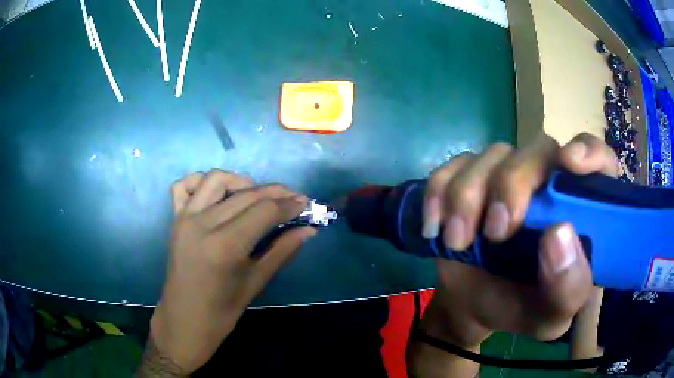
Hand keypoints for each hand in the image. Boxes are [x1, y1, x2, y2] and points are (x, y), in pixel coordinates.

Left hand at [142, 170, 316, 374]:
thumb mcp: (255, 283)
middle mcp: (202, 223)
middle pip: (246, 194)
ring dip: (242, 182)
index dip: (288, 205)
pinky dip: (203, 182)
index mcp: (224, 246)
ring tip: (258, 197)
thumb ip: (282, 251)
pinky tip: (219, 195)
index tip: (306, 204)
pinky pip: (185, 186)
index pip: (263, 211)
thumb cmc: (222, 311)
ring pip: (216, 179)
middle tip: (293, 200)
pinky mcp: (175, 219)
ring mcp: (185, 218)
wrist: (184, 320)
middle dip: (275, 193)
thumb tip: (309, 230)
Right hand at [410, 134, 617, 376]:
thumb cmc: (522, 308)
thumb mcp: (550, 316)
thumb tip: (559, 235)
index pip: (599, 159)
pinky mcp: (469, 178)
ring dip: (468, 196)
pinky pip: (452, 167)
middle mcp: (548, 181)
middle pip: (539, 148)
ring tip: (457, 242)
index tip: (569, 164)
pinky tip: (435, 227)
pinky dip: (438, 193)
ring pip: (492, 155)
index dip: (589, 151)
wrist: (474, 306)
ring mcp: (506, 174)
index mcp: (581, 210)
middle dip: (513, 185)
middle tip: (496, 232)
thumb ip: (567, 288)